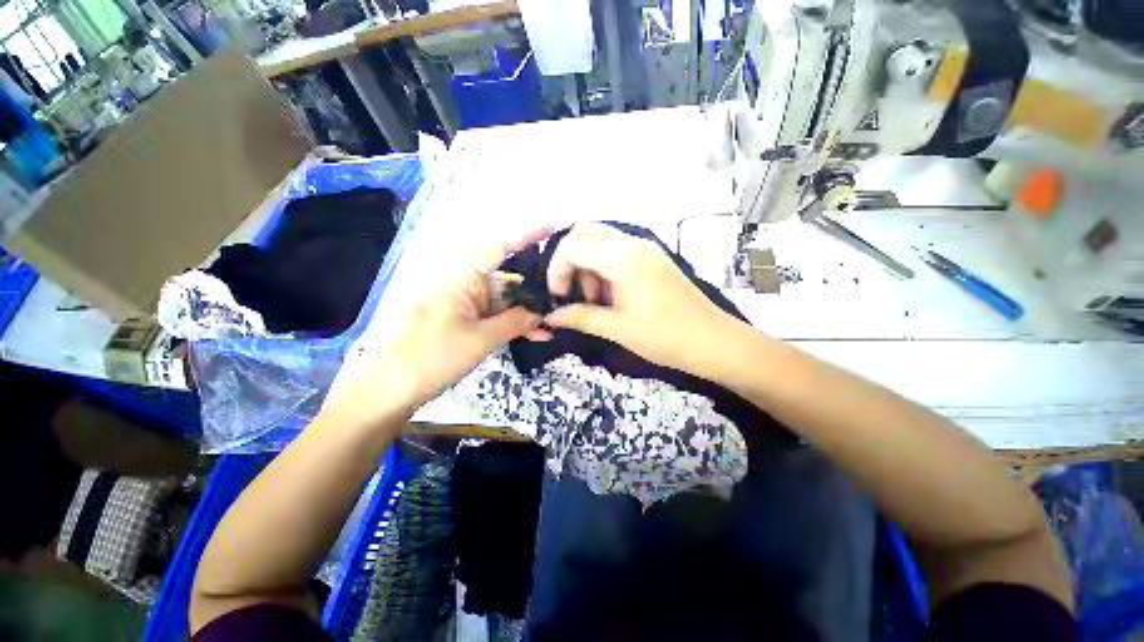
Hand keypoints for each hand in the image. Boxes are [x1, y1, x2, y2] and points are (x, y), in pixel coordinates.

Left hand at [321, 226, 550, 426]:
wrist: (389, 390)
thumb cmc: (432, 357)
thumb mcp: (480, 340)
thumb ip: (515, 322)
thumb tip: (542, 312)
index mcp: (461, 277)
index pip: (498, 247)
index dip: (525, 235)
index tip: (550, 226)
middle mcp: (462, 282)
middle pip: (505, 277)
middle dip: (533, 288)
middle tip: (562, 293)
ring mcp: (462, 301)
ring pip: (502, 299)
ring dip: (525, 313)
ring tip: (551, 325)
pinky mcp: (462, 318)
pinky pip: (493, 314)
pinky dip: (511, 323)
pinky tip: (534, 335)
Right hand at [544, 223, 741, 375]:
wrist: (714, 342)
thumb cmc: (665, 337)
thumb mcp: (617, 328)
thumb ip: (580, 317)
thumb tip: (550, 317)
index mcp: (623, 258)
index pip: (573, 245)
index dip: (557, 270)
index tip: (558, 297)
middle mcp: (633, 244)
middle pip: (585, 233)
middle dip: (569, 261)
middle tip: (572, 293)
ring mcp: (646, 249)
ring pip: (601, 241)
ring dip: (587, 265)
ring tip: (594, 300)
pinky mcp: (653, 258)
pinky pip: (618, 251)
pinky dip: (603, 267)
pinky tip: (609, 295)